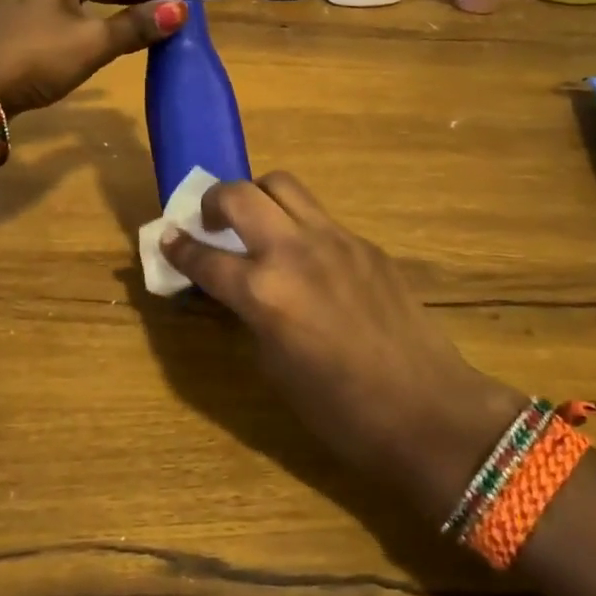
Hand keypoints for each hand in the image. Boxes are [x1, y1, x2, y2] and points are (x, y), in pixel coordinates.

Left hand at [0, 0, 209, 113]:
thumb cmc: (32, 57)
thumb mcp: (90, 43)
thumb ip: (136, 26)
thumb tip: (180, 12)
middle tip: (191, 1)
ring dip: (132, 2)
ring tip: (169, 12)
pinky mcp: (34, 9)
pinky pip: (84, 4)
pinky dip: (109, 13)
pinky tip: (130, 23)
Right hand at [161, 173, 524, 520]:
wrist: (427, 410)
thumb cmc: (340, 410)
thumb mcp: (274, 366)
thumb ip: (248, 314)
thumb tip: (235, 289)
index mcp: (263, 292)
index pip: (204, 256)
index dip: (178, 247)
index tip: (168, 237)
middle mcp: (293, 252)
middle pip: (239, 194)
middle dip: (213, 200)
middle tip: (211, 222)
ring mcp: (334, 240)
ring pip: (283, 185)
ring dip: (258, 196)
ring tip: (256, 223)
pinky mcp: (365, 243)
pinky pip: (320, 216)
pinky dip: (298, 224)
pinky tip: (306, 256)